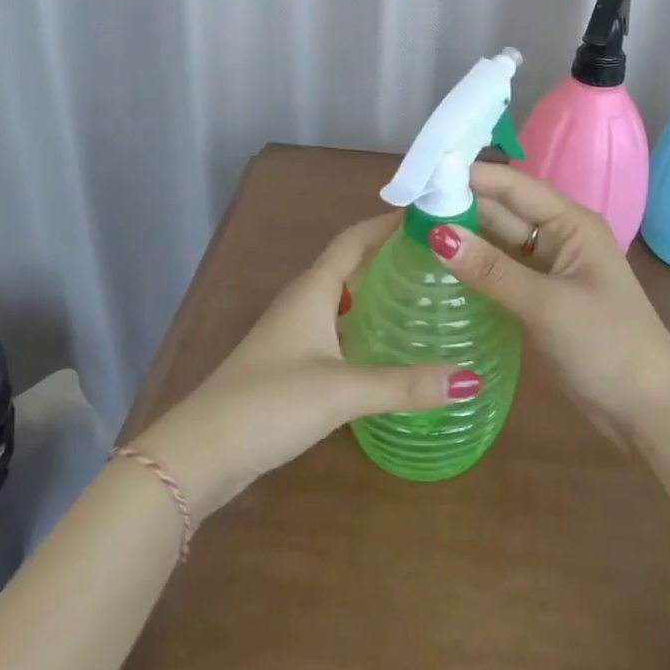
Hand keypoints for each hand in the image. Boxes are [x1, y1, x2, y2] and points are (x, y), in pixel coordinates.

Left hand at [133, 214, 477, 520]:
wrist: (199, 454)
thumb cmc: (269, 403)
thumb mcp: (343, 391)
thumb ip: (406, 384)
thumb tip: (470, 378)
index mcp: (312, 290)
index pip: (354, 239)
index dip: (388, 222)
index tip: (429, 214)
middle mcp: (302, 302)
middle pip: (351, 264)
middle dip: (390, 254)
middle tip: (440, 257)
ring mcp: (293, 333)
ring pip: (343, 297)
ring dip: (377, 289)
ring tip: (424, 293)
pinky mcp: (291, 363)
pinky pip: (336, 327)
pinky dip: (364, 323)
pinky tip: (388, 344)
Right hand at [428, 163, 669, 445]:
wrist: (650, 411)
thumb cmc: (608, 345)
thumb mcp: (547, 305)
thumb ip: (491, 270)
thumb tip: (436, 234)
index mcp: (571, 223)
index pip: (513, 186)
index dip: (470, 176)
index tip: (421, 174)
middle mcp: (558, 238)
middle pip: (503, 213)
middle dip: (459, 207)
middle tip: (402, 208)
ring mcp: (549, 271)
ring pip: (499, 244)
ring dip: (463, 238)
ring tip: (408, 232)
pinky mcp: (541, 300)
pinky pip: (501, 274)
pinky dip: (474, 270)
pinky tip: (438, 270)